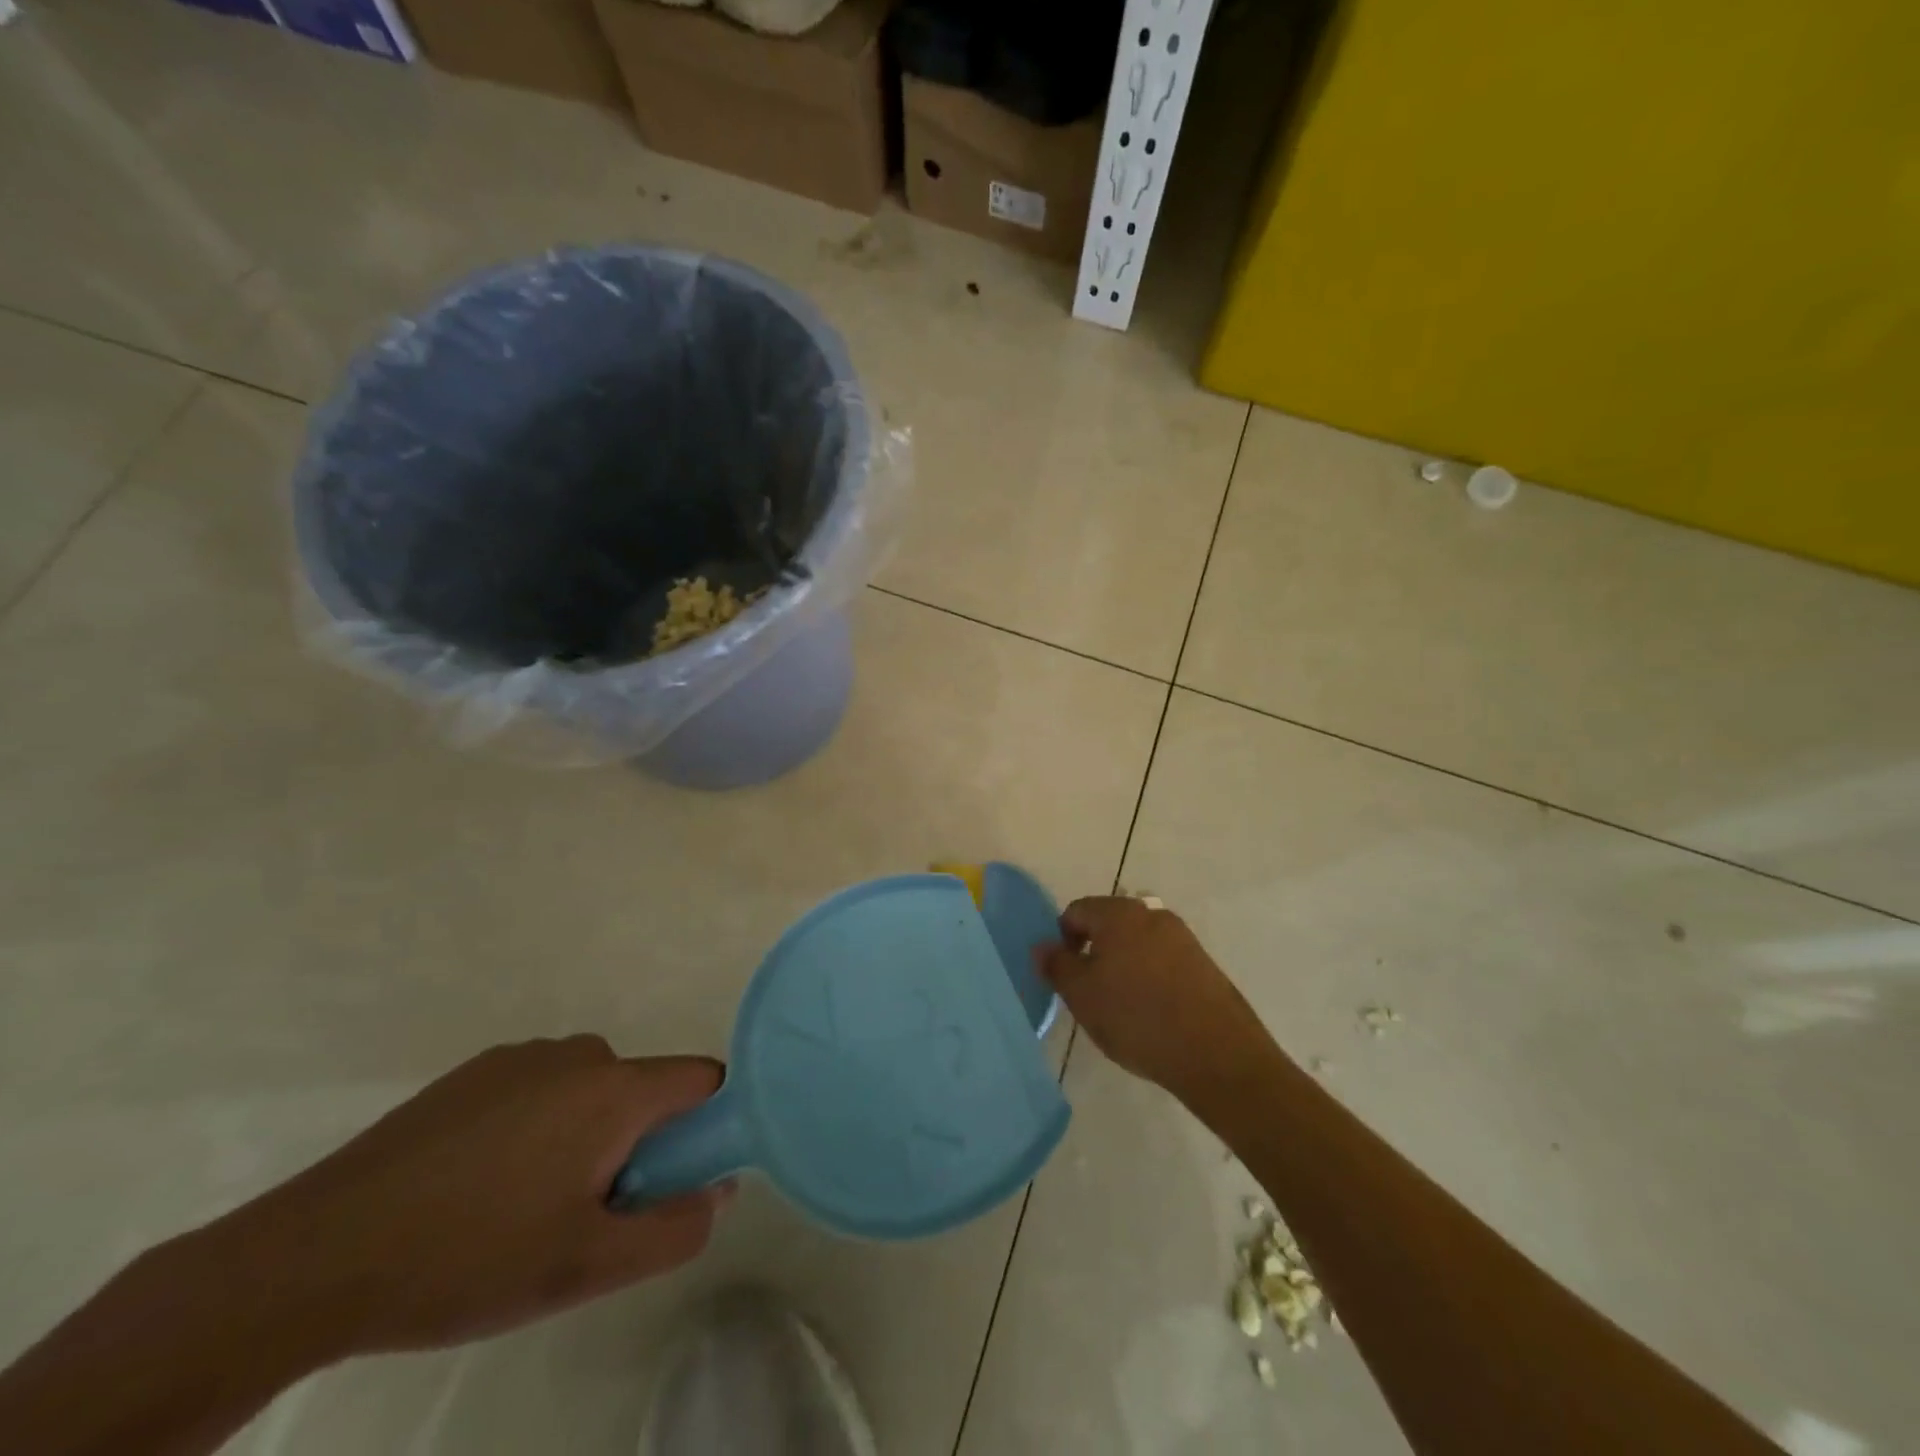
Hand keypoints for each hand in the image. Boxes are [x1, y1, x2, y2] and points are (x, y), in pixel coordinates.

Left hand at [195, 1037, 729, 1360]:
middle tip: (583, 1217)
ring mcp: (522, 1057)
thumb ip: (675, 1230)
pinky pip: (540, 1091)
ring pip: (590, 1093)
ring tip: (521, 1210)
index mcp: (615, 1089)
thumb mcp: (585, 1268)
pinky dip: (536, 1128)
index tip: (672, 1182)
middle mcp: (579, 1054)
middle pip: (643, 1091)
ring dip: (584, 1139)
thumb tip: (717, 1190)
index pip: (704, 1079)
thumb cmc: (468, 1258)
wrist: (312, 1258)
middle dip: (636, 1146)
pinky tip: (476, 1187)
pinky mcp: (474, 1072)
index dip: (706, 1126)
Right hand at [1037, 896, 1267, 1094]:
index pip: (1076, 912)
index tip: (1067, 977)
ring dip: (1123, 965)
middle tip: (1091, 993)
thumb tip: (1042, 946)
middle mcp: (1152, 914)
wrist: (1216, 1053)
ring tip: (1122, 1007)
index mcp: (1119, 913)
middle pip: (1108, 924)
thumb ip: (1057, 966)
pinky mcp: (1203, 962)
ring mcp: (1182, 937)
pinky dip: (1150, 977)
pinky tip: (1152, 1012)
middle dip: (1094, 952)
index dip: (1062, 941)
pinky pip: (1163, 960)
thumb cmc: (1137, 1018)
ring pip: (1137, 943)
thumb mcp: (1082, 995)